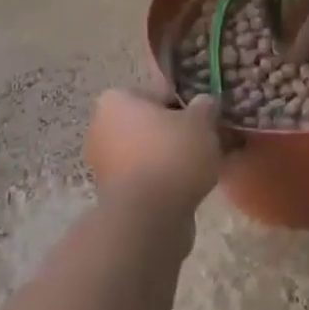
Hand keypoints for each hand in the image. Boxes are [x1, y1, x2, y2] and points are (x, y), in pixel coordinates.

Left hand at [85, 90, 223, 216]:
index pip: (157, 92)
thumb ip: (204, 107)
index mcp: (115, 99)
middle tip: (207, 140)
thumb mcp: (201, 122)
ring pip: (149, 152)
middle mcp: (101, 127)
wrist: (148, 217)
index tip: (206, 116)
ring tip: (203, 166)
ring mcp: (104, 163)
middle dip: (176, 132)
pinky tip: (189, 186)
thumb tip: (204, 103)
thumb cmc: (172, 155)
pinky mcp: (113, 194)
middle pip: (151, 123)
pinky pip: (147, 177)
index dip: (185, 103)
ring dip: (172, 157)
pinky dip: (165, 180)